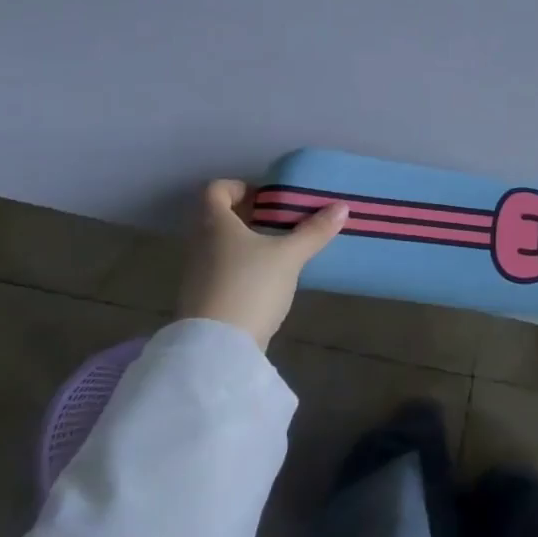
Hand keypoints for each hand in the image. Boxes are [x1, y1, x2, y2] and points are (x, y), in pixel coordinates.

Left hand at [175, 180, 347, 350]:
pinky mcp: (201, 301)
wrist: (217, 348)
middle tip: (279, 222)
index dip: (239, 187)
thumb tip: (342, 207)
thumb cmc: (251, 286)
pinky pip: (220, 272)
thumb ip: (314, 231)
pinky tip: (265, 282)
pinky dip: (239, 269)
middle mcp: (199, 244)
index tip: (267, 198)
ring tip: (278, 252)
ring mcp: (196, 275)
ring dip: (244, 244)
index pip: (215, 190)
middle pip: (217, 218)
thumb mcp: (289, 256)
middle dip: (247, 217)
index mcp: (215, 224)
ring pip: (219, 247)